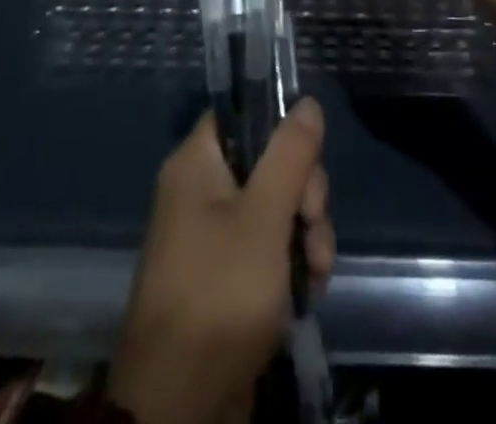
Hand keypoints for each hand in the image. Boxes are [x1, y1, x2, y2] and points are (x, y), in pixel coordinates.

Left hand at [108, 100, 334, 423]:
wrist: (180, 406)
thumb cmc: (220, 293)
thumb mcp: (265, 217)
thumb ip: (290, 154)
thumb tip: (307, 102)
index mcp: (196, 164)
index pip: (243, 115)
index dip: (280, 129)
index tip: (306, 159)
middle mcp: (201, 192)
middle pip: (268, 163)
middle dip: (304, 194)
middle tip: (312, 224)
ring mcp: (214, 238)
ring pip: (277, 208)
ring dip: (306, 234)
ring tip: (315, 272)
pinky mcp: (228, 278)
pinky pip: (269, 248)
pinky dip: (292, 264)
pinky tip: (306, 291)